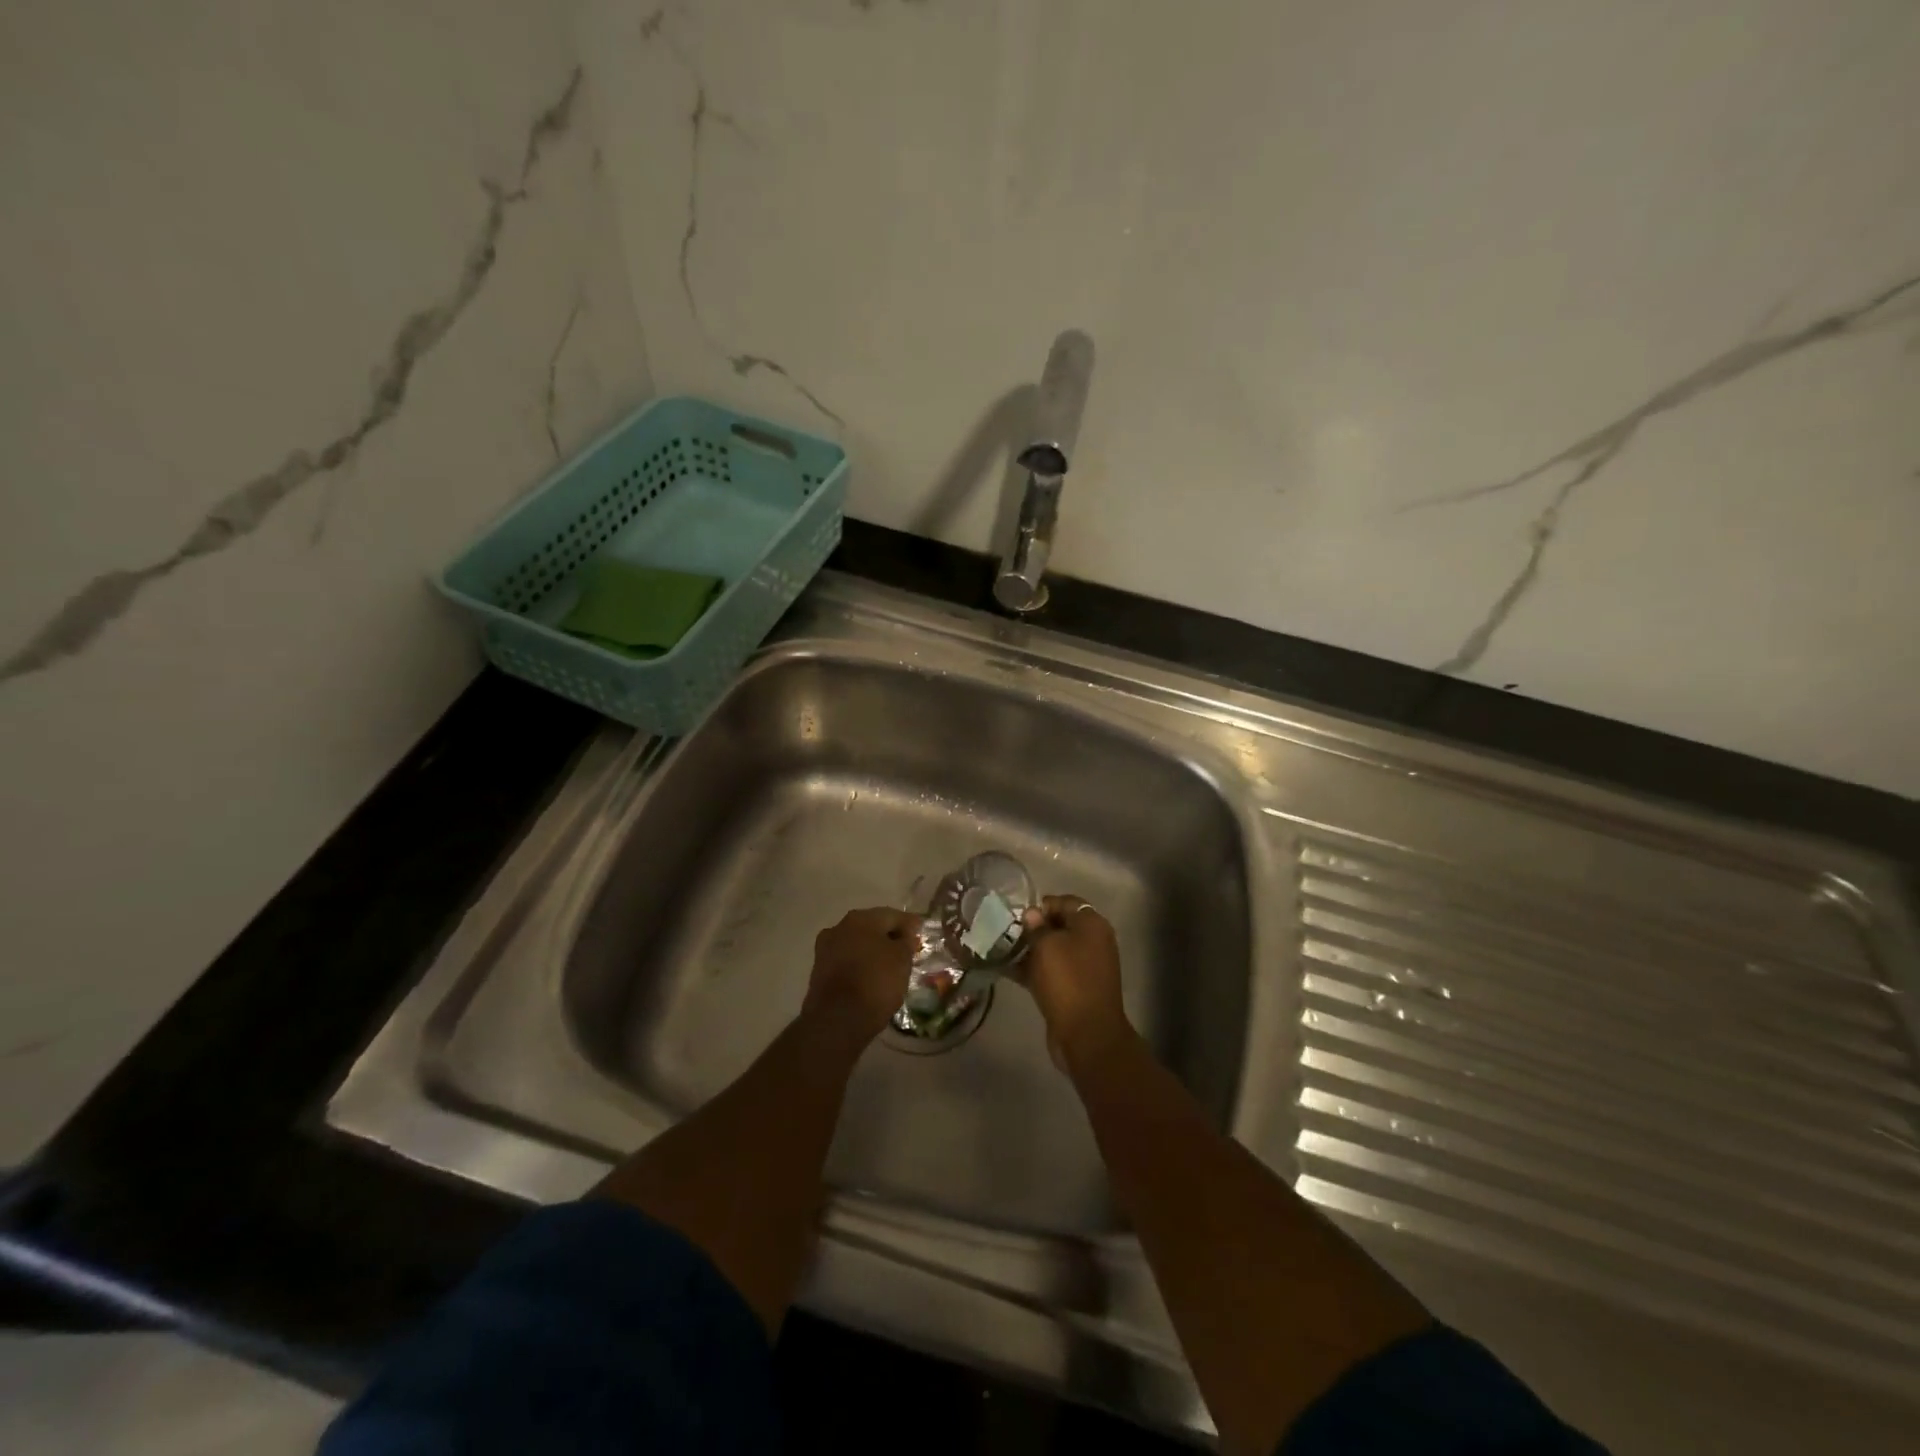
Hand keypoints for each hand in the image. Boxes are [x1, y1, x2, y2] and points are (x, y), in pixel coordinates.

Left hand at [805, 907, 917, 1039]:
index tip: (921, 934)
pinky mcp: (819, 971)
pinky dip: (860, 965)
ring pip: (857, 944)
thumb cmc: (876, 982)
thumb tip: (905, 935)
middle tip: (907, 950)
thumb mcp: (902, 960)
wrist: (837, 1020)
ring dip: (873, 951)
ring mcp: (826, 949)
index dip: (910, 925)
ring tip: (890, 966)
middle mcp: (840, 927)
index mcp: (861, 918)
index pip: (892, 915)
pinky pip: (846, 961)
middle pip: (872, 927)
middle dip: (889, 937)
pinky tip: (871, 977)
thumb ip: (906, 942)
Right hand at [1018, 896, 1129, 1062]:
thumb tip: (1032, 915)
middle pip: (1059, 926)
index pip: (1065, 902)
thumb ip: (1036, 927)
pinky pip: (1052, 972)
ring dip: (1030, 950)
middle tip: (1005, 932)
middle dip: (1033, 928)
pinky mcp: (1075, 989)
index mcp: (1092, 925)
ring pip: (1053, 950)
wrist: (1087, 1035)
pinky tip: (1007, 970)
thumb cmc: (1068, 981)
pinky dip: (1033, 969)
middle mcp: (1093, 942)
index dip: (1041, 905)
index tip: (1017, 915)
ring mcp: (1085, 967)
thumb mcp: (1047, 946)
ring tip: (1001, 950)